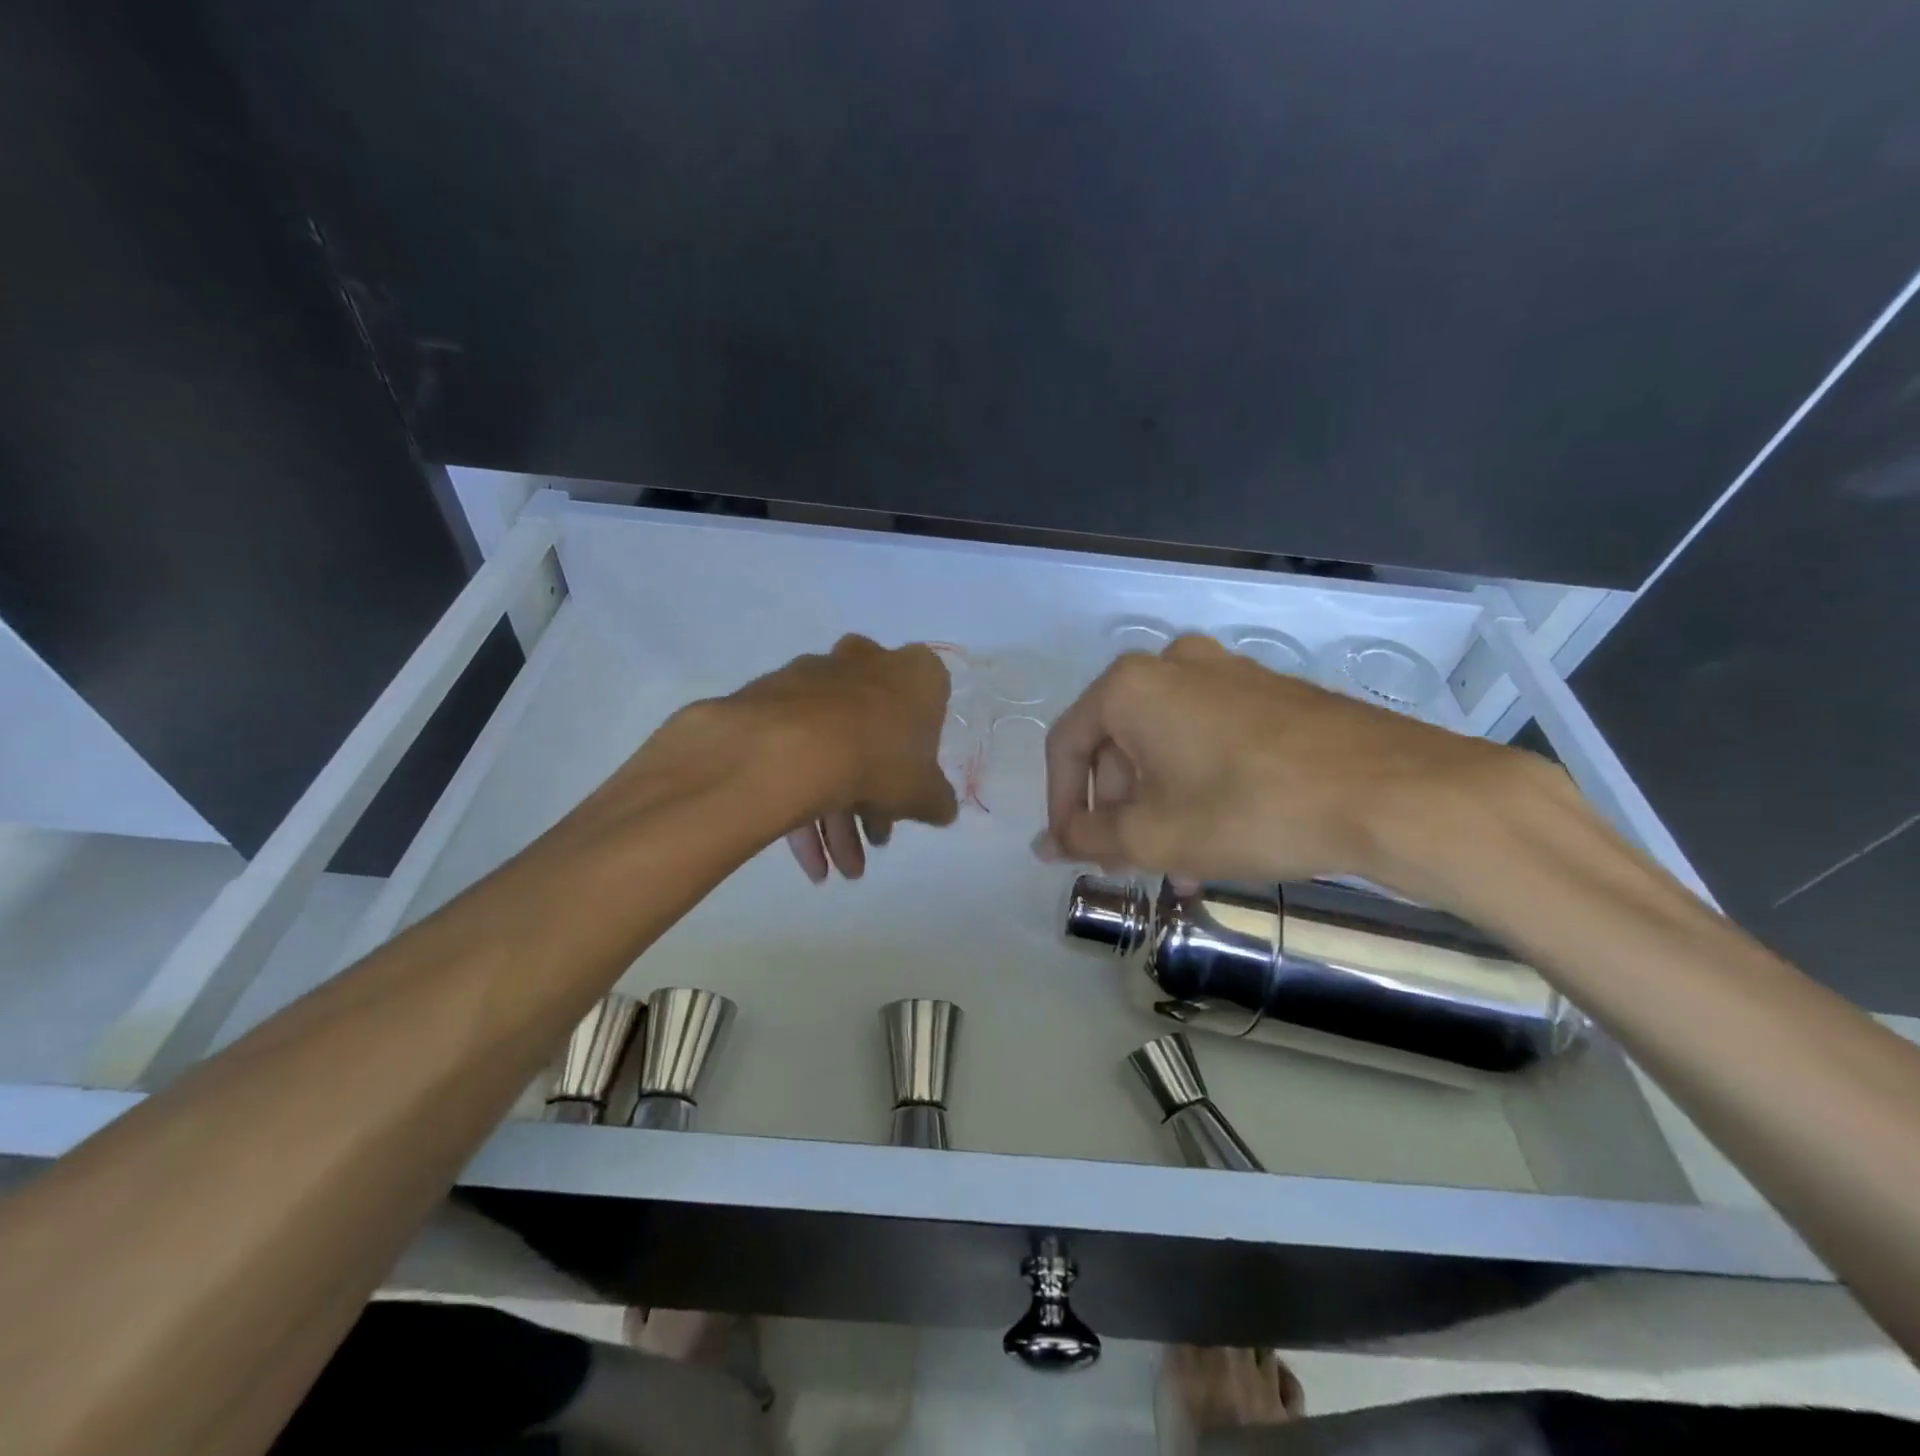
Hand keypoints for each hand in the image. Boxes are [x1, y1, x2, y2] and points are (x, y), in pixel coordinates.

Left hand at [714, 635, 958, 881]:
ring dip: (836, 817)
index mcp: (915, 672)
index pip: (929, 708)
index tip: (908, 792)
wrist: (794, 747)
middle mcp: (865, 662)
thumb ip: (938, 800)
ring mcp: (814, 677)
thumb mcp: (924, 792)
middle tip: (870, 841)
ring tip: (838, 867)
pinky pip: (796, 751)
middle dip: (872, 798)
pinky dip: (802, 801)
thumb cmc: (880, 758)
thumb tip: (942, 809)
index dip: (918, 758)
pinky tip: (808, 858)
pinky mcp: (772, 698)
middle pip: (874, 735)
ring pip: (832, 749)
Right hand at [1037, 634, 1533, 890]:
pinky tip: (1220, 837)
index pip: (1067, 745)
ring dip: (1159, 807)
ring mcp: (1228, 673)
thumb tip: (1044, 844)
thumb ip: (1088, 838)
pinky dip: (1198, 786)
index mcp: (1131, 686)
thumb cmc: (1249, 809)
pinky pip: (1209, 739)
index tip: (1073, 852)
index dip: (1061, 804)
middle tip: (1133, 864)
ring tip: (1181, 866)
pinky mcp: (1270, 693)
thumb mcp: (1154, 835)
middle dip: (1119, 811)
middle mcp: (1173, 665)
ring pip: (1165, 747)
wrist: (1392, 793)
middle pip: (1118, 745)